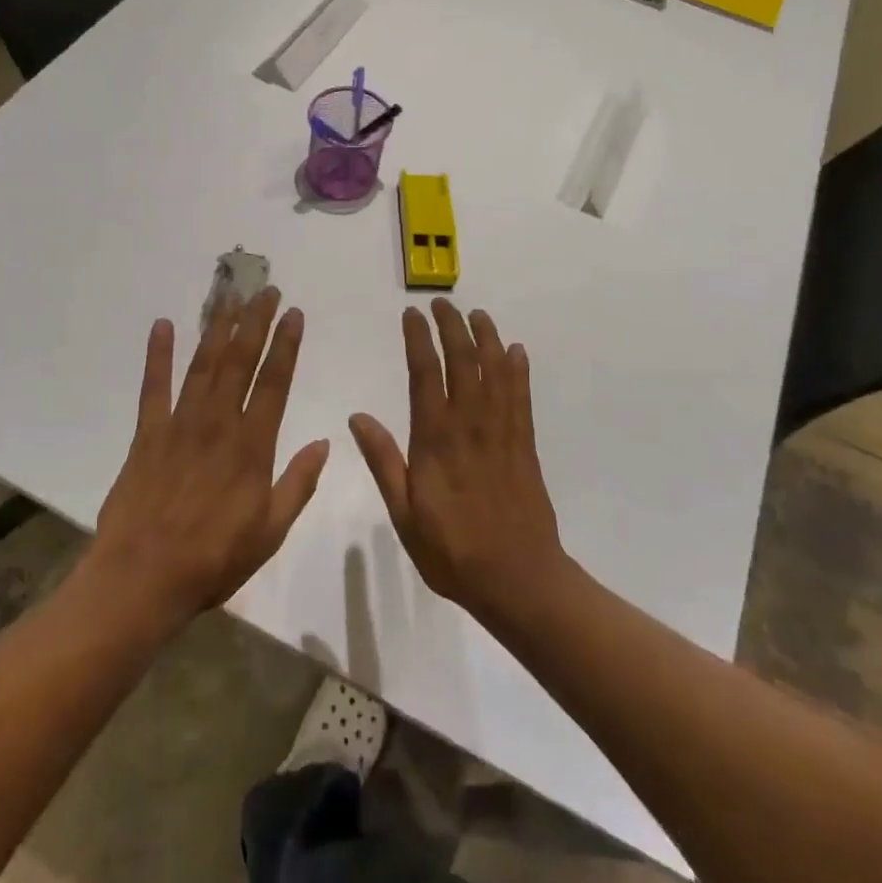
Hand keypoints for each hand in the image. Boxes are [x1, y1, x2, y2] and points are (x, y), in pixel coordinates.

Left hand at [89, 288, 329, 628]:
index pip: (274, 383)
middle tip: (265, 289)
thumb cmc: (213, 559)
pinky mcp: (147, 434)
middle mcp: (218, 424)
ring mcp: (179, 425)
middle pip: (239, 362)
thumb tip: (325, 443)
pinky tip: (164, 325)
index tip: (293, 312)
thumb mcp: (270, 531)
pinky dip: (158, 355)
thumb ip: (298, 483)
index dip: (286, 345)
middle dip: (255, 322)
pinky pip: (154, 387)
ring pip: (203, 365)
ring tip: (230, 296)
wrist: (142, 578)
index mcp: (252, 447)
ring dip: (218, 328)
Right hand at [349, 300, 565, 621]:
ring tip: (477, 314)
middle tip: (442, 303)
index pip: (425, 374)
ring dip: (487, 338)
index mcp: (435, 439)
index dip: (419, 339)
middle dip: (452, 327)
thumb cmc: (452, 551)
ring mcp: (501, 432)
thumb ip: (383, 461)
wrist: (517, 578)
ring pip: (496, 371)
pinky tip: (516, 351)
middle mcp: (469, 425)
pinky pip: (521, 397)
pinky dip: (518, 370)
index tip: (411, 315)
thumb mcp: (403, 514)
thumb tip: (358, 416)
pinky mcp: (524, 445)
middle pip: (463, 362)